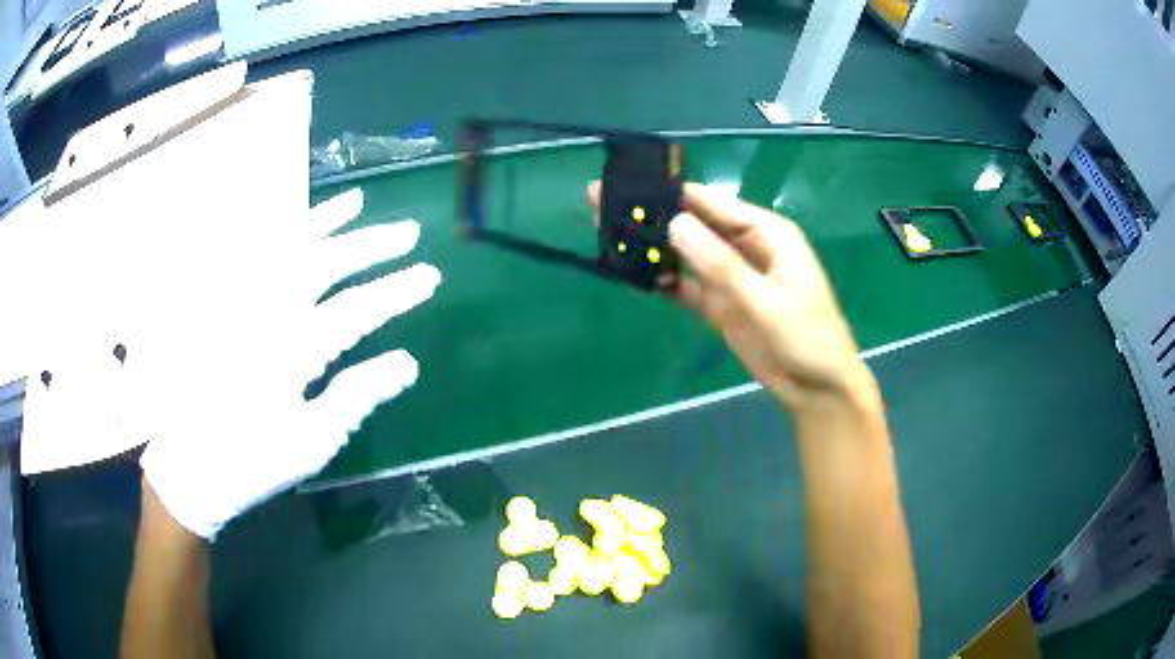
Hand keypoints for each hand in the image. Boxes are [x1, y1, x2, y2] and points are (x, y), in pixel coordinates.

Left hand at [134, 189, 440, 538]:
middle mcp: (265, 313)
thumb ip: (356, 397)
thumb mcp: (311, 442)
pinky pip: (247, 256)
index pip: (355, 310)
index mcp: (292, 351)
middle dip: (370, 245)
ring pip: (284, 248)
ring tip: (356, 202)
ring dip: (323, 222)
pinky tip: (289, 222)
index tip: (430, 277)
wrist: (192, 465)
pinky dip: (271, 233)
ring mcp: (239, 304)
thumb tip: (406, 363)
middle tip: (408, 231)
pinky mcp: (220, 306)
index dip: (395, 291)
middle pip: (324, 264)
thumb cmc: (254, 460)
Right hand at [590, 181, 869, 410]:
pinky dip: (662, 281)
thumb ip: (721, 265)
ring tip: (606, 233)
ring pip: (685, 254)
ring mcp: (730, 277)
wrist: (817, 389)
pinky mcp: (720, 305)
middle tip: (602, 202)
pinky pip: (685, 287)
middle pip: (693, 224)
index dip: (673, 194)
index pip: (713, 204)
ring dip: (652, 247)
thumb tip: (674, 224)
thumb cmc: (807, 337)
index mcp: (766, 233)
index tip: (631, 187)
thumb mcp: (766, 301)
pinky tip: (631, 273)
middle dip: (654, 216)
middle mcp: (745, 247)